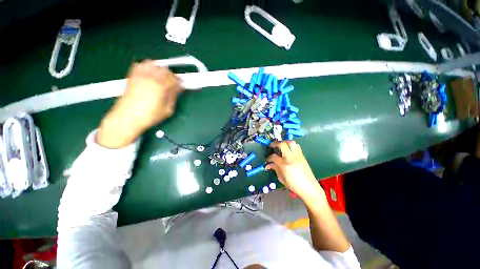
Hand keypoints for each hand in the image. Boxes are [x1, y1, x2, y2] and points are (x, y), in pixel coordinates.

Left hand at [97, 60, 182, 147]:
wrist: (127, 118)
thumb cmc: (150, 116)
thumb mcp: (168, 110)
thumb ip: (173, 97)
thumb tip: (177, 89)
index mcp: (161, 87)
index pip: (174, 79)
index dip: (179, 82)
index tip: (181, 87)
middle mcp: (151, 78)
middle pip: (165, 70)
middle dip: (171, 76)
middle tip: (173, 83)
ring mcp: (140, 76)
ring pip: (154, 65)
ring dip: (160, 70)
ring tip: (162, 78)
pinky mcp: (132, 77)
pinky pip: (140, 65)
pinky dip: (147, 67)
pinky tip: (150, 74)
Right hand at [266, 141, 324, 203]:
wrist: (309, 188)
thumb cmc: (294, 185)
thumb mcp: (281, 178)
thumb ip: (275, 169)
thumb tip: (268, 165)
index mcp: (284, 165)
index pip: (273, 157)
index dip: (269, 158)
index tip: (267, 160)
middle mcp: (291, 157)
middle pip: (282, 144)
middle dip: (275, 144)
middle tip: (272, 146)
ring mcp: (298, 155)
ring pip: (291, 142)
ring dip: (284, 142)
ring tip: (281, 146)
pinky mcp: (302, 156)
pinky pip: (296, 146)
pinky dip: (291, 145)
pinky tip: (288, 149)